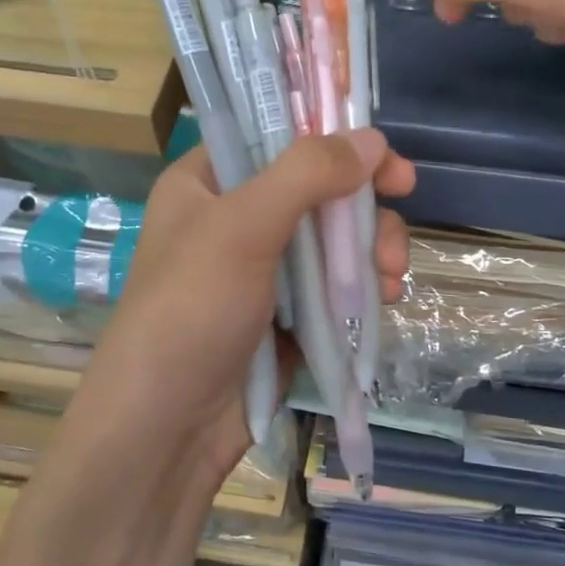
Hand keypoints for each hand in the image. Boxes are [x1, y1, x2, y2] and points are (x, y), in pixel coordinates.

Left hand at [62, 131, 414, 494]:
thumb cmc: (191, 312)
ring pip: (334, 239)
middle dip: (363, 208)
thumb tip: (371, 138)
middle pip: (317, 189)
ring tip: (392, 278)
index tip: (384, 157)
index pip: (277, 137)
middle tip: (396, 221)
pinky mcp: (286, 314)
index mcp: (208, 183)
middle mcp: (235, 219)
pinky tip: (384, 300)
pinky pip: (334, 284)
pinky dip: (362, 286)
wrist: (168, 428)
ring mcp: (263, 269)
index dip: (333, 138)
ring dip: (371, 250)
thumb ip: (306, 175)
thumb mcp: (242, 229)